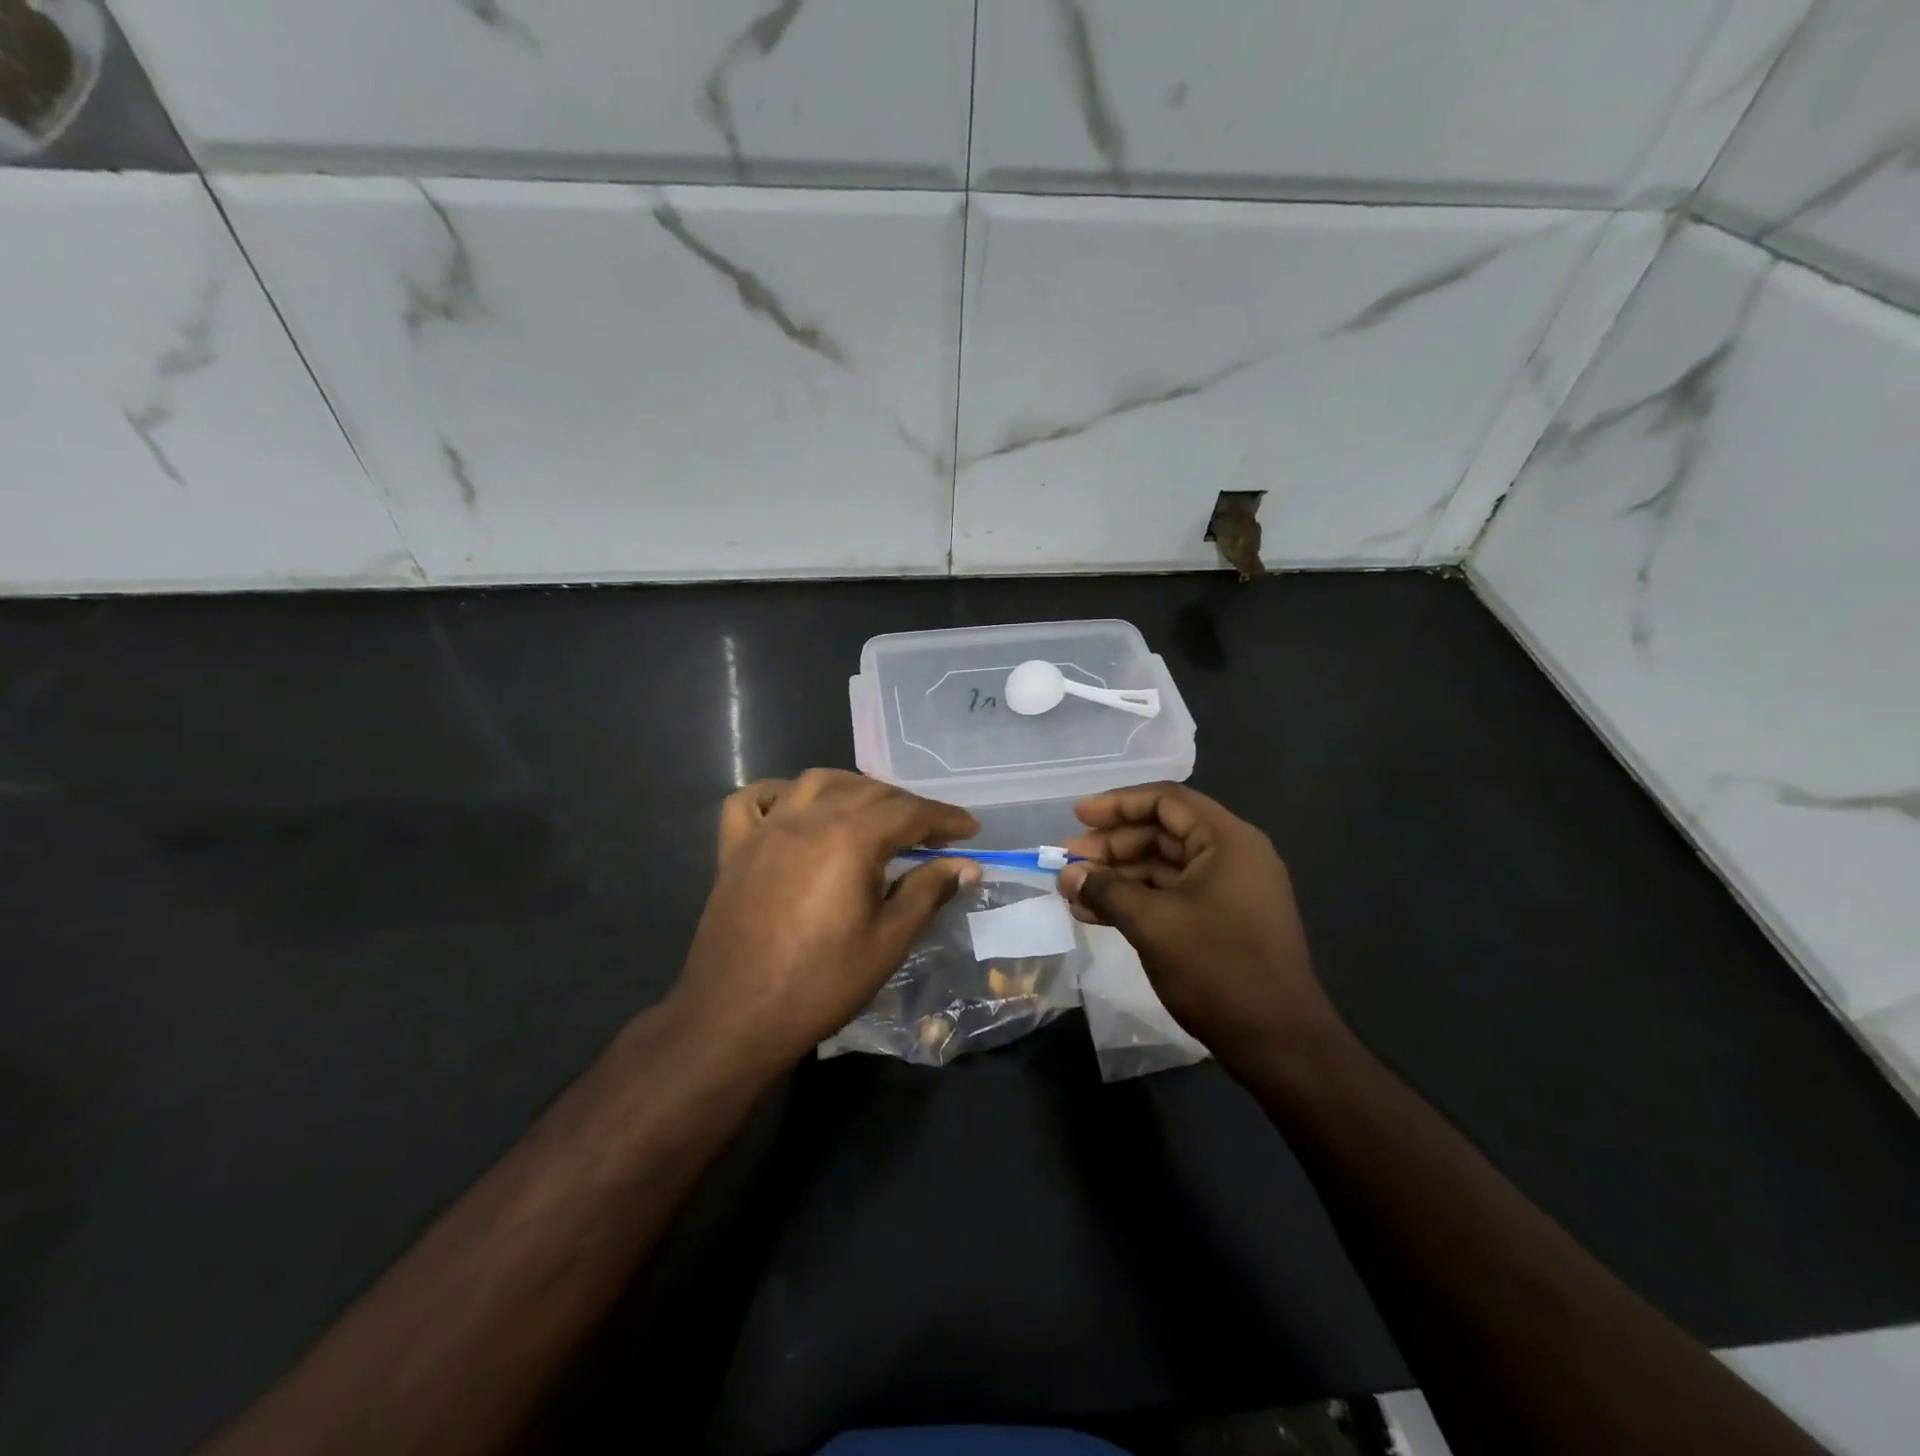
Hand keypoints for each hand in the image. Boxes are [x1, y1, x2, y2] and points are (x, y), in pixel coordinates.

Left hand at [670, 769, 981, 1070]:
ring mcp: (766, 830)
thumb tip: (966, 865)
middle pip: (868, 792)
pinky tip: (796, 806)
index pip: (909, 813)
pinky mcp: (735, 849)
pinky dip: (779, 793)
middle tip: (933, 832)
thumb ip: (927, 892)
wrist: (736, 1018)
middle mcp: (807, 819)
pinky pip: (752, 801)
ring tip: (875, 809)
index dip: (944, 818)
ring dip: (853, 787)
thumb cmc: (821, 984)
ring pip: (815, 782)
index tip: (970, 829)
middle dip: (907, 805)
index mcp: (849, 839)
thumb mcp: (888, 942)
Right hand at [1056, 783, 1341, 1074]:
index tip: (1078, 817)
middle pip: (1163, 832)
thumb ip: (1106, 890)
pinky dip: (1136, 900)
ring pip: (1164, 867)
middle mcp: (1232, 857)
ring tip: (1073, 889)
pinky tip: (1095, 914)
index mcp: (1227, 841)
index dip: (1118, 804)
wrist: (1279, 1043)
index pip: (1167, 801)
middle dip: (1112, 845)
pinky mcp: (1222, 922)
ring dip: (1118, 876)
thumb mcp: (1153, 924)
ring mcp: (1229, 891)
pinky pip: (1172, 896)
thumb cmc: (1218, 968)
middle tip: (1068, 858)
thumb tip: (1066, 874)